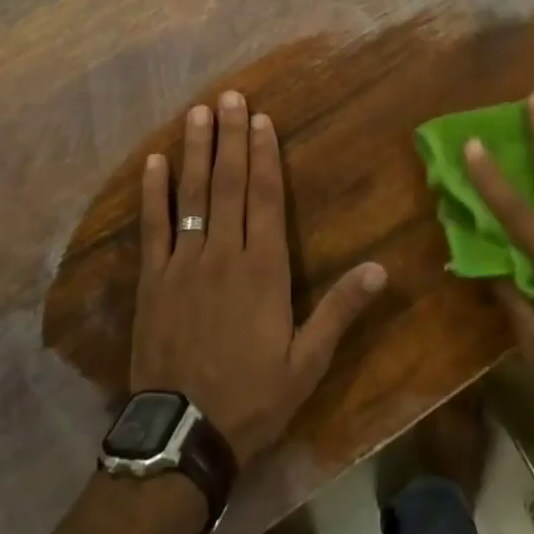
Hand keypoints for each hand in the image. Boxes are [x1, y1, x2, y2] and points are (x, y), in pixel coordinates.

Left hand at [131, 90, 388, 461]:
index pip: (266, 198)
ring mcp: (183, 264)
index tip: (261, 119)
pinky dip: (153, 193)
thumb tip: (380, 269)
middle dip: (230, 137)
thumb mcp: (307, 362)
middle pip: (228, 184)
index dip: (264, 155)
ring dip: (195, 151)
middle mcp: (223, 254)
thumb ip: (340, 310)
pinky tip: (154, 162)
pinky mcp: (152, 281)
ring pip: (191, 195)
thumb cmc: (253, 396)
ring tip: (197, 113)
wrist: (183, 436)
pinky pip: (152, 227)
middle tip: (229, 97)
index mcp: (263, 269)